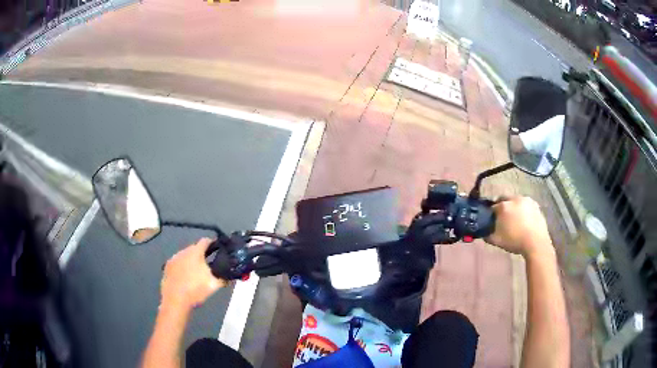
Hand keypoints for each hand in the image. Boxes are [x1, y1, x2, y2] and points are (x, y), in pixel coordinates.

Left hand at [161, 238, 226, 311]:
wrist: (175, 300)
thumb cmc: (196, 290)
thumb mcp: (214, 285)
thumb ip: (224, 278)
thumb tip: (230, 277)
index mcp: (195, 252)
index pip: (205, 241)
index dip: (213, 243)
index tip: (218, 248)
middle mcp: (183, 251)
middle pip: (194, 248)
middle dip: (201, 254)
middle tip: (209, 264)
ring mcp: (173, 259)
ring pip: (185, 256)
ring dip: (191, 261)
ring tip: (196, 273)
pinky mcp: (167, 267)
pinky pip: (177, 264)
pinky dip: (182, 268)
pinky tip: (185, 278)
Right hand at [486, 197, 553, 257]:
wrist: (536, 242)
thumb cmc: (515, 241)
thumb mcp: (497, 241)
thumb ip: (487, 235)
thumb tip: (484, 232)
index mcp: (503, 206)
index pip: (492, 206)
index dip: (490, 214)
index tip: (491, 221)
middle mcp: (514, 199)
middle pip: (504, 199)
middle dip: (502, 206)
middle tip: (502, 219)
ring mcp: (526, 200)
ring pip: (516, 201)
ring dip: (514, 207)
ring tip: (515, 220)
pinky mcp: (535, 205)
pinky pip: (526, 205)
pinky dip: (523, 210)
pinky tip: (524, 221)